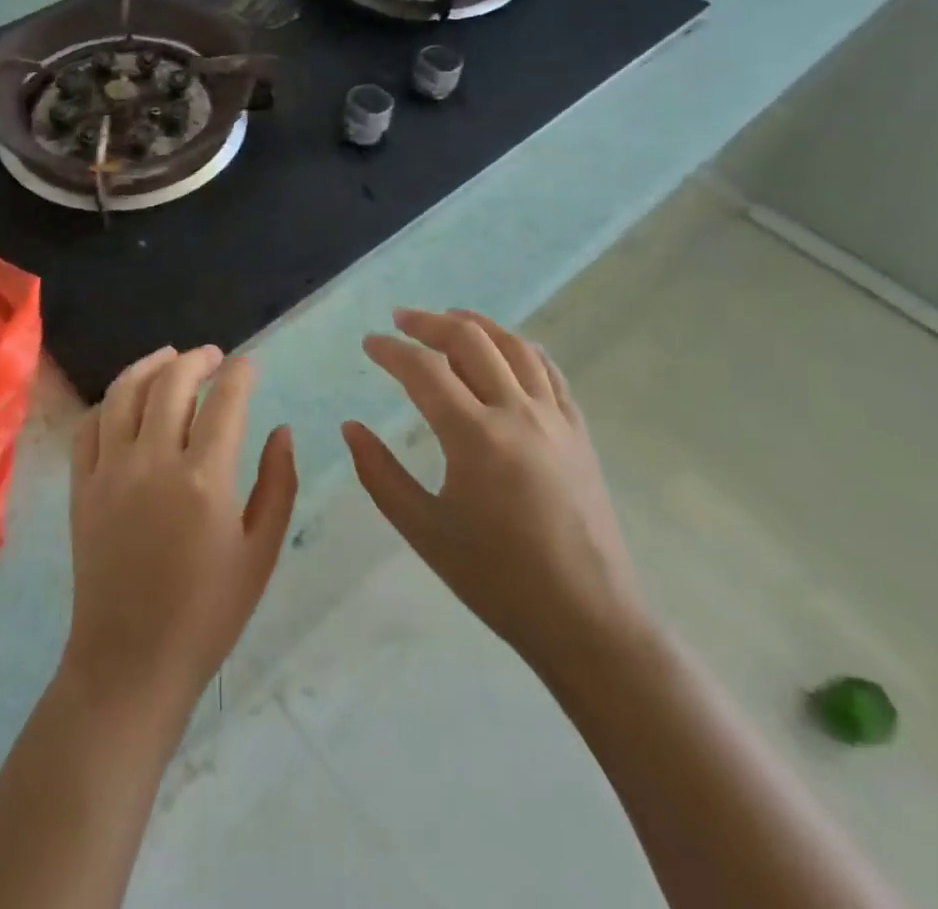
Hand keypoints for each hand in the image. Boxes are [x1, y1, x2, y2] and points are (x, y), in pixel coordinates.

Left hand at [64, 346, 297, 716]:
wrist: (131, 662)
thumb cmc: (208, 613)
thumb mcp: (261, 553)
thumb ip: (278, 484)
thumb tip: (282, 430)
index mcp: (204, 479)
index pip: (226, 401)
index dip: (241, 374)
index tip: (249, 365)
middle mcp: (153, 461)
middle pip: (172, 382)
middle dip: (197, 359)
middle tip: (214, 357)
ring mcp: (110, 471)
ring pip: (125, 392)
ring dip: (150, 365)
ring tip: (170, 357)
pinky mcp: (81, 487)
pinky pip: (90, 426)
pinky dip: (111, 401)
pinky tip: (127, 399)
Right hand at [344, 308, 649, 687]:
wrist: (587, 619)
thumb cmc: (497, 579)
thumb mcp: (423, 530)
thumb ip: (380, 474)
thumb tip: (351, 427)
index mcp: (474, 437)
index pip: (424, 370)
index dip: (391, 351)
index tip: (369, 343)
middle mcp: (517, 414)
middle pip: (470, 341)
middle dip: (430, 323)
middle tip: (401, 319)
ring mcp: (555, 419)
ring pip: (514, 347)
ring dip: (478, 325)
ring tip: (450, 318)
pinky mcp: (579, 433)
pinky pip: (550, 373)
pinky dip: (522, 349)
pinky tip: (508, 349)